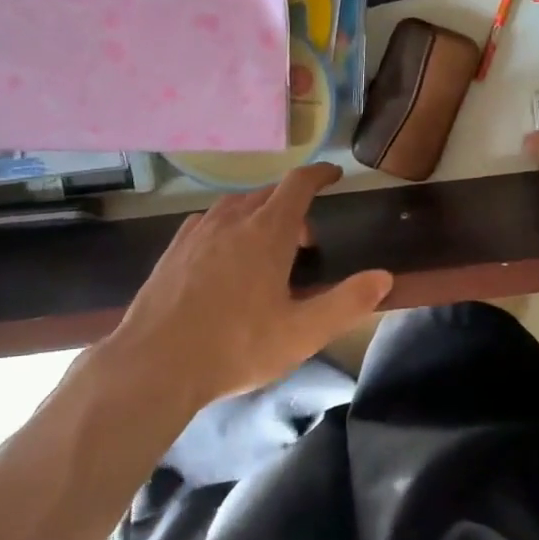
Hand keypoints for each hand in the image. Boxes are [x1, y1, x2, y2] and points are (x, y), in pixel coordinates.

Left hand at [101, 163, 393, 412]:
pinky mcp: (173, 249)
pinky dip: (228, 227)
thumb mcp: (302, 333)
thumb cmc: (235, 347)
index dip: (319, 174)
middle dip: (293, 208)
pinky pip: (209, 222)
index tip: (334, 175)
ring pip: (236, 206)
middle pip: (268, 195)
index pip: (298, 184)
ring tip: (266, 252)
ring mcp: (197, 232)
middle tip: (305, 245)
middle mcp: (231, 220)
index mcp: (267, 232)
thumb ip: (347, 303)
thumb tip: (384, 277)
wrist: (154, 365)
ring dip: (259, 217)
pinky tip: (225, 258)